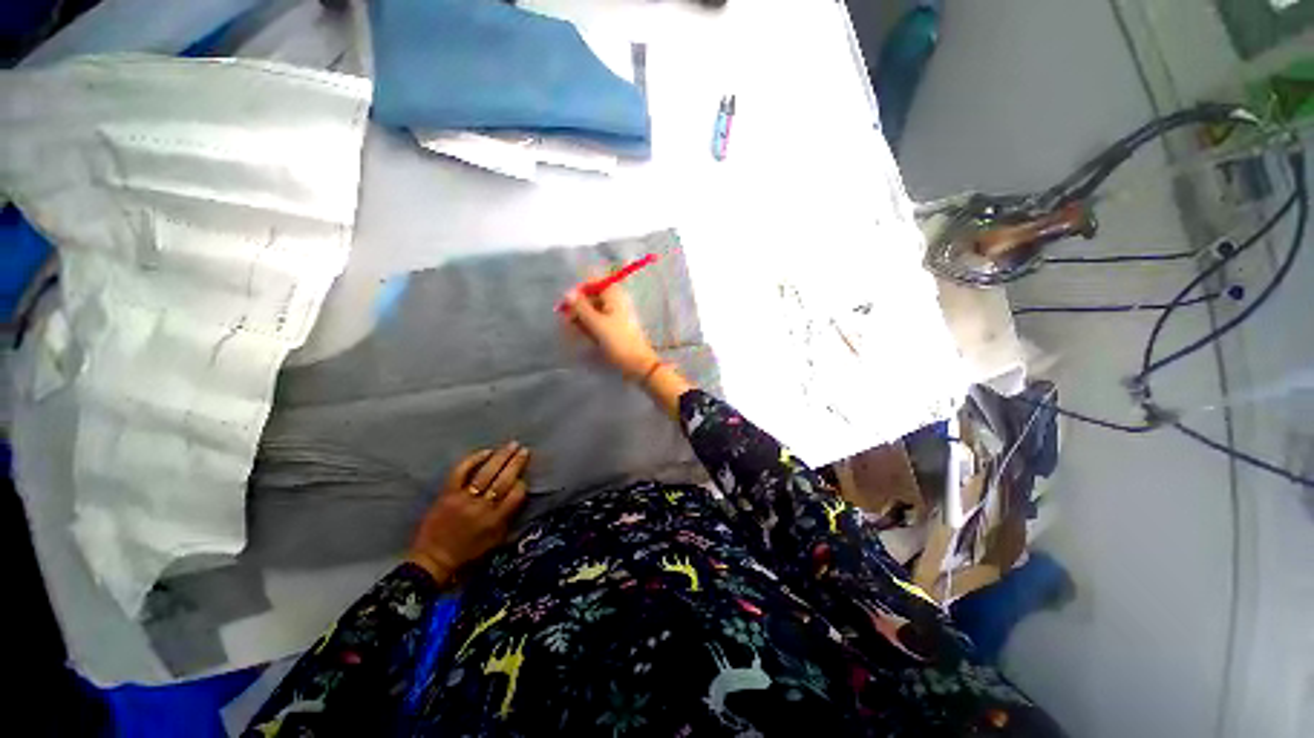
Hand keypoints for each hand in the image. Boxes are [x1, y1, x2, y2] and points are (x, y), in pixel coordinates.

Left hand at [407, 442, 529, 583]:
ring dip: (501, 457)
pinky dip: (473, 459)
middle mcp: (482, 508)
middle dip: (516, 463)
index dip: (522, 483)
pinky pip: (461, 472)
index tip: (524, 477)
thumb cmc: (468, 554)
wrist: (432, 560)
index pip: (516, 495)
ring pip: (486, 473)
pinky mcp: (447, 494)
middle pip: (504, 480)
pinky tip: (485, 451)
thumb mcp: (495, 541)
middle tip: (524, 450)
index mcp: (496, 521)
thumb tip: (520, 495)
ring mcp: (463, 499)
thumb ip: (509, 518)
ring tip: (512, 445)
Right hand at [560, 284, 659, 378]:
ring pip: (594, 309)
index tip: (568, 304)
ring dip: (583, 317)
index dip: (579, 290)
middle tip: (569, 321)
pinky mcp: (615, 326)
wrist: (637, 363)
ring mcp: (616, 314)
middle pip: (592, 296)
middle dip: (579, 306)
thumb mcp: (596, 323)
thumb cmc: (618, 341)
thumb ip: (580, 307)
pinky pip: (599, 320)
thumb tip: (567, 294)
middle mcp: (615, 301)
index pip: (593, 281)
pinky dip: (591, 325)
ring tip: (578, 330)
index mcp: (614, 295)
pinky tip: (587, 335)